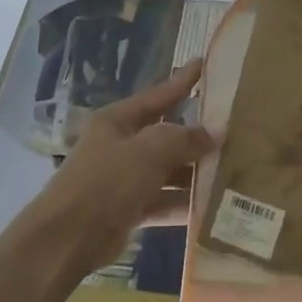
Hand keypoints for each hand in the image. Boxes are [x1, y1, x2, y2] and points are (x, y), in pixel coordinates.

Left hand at [23, 61, 215, 273]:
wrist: (67, 239)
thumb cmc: (106, 182)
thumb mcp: (148, 151)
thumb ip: (185, 139)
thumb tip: (218, 130)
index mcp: (118, 121)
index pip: (157, 95)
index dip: (182, 81)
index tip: (204, 63)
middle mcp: (121, 145)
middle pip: (165, 134)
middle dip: (196, 133)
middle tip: (234, 125)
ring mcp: (124, 178)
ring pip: (167, 169)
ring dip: (194, 171)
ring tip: (233, 166)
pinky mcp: (129, 209)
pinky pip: (163, 201)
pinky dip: (184, 203)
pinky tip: (213, 205)